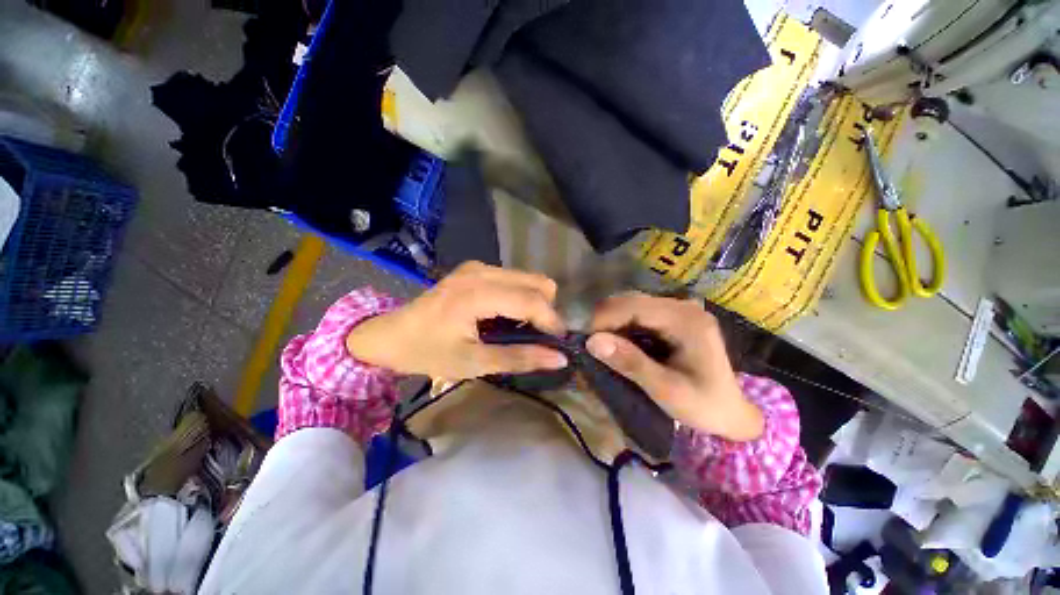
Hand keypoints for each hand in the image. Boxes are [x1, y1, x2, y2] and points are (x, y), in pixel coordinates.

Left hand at [346, 262, 567, 379]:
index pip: (532, 300)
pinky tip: (507, 318)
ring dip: (535, 304)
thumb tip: (559, 359)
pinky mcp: (476, 269)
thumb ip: (519, 358)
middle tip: (539, 338)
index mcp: (477, 293)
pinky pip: (514, 279)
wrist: (389, 335)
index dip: (552, 322)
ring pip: (529, 278)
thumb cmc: (428, 352)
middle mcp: (482, 271)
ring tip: (522, 330)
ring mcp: (478, 267)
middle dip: (546, 311)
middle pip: (538, 282)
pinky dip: (521, 298)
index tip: (560, 344)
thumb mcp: (474, 363)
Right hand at [586, 293, 762, 441]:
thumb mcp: (666, 390)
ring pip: (631, 305)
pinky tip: (617, 343)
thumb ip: (630, 363)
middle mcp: (682, 307)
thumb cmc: (703, 405)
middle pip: (630, 300)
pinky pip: (638, 314)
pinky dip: (621, 326)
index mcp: (685, 320)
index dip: (604, 319)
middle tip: (590, 345)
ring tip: (600, 345)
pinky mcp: (673, 318)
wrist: (731, 413)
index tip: (585, 341)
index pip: (633, 306)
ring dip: (611, 322)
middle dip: (605, 320)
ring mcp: (678, 310)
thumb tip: (593, 342)